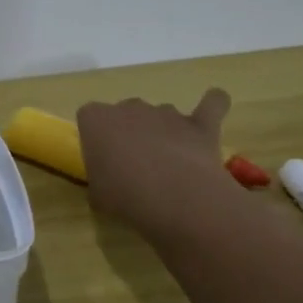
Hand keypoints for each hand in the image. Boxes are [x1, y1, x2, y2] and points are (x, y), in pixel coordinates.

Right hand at [76, 92, 232, 237]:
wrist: (175, 198)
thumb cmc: (124, 196)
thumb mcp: (97, 195)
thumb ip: (100, 179)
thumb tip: (110, 183)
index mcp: (96, 119)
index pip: (89, 117)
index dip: (95, 137)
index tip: (101, 160)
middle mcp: (129, 107)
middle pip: (126, 111)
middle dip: (130, 132)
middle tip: (134, 165)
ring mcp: (166, 112)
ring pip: (161, 114)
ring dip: (163, 131)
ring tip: (169, 163)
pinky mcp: (200, 123)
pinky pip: (211, 103)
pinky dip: (213, 104)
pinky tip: (213, 109)